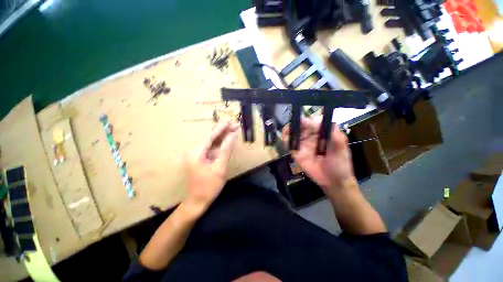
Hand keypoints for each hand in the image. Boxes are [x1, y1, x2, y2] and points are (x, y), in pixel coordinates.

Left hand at [185, 122, 238, 209]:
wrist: (198, 201)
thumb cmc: (209, 186)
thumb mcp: (220, 168)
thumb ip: (226, 150)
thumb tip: (232, 135)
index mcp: (196, 152)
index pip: (210, 136)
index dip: (221, 128)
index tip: (230, 121)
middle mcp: (194, 151)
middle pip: (210, 137)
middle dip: (223, 131)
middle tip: (235, 126)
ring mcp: (196, 155)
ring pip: (211, 142)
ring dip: (222, 136)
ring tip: (233, 130)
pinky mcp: (200, 158)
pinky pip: (211, 148)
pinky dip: (220, 144)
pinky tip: (227, 140)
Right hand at [282, 117, 356, 196]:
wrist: (334, 181)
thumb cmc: (340, 163)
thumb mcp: (341, 146)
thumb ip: (333, 133)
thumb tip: (319, 120)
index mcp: (321, 133)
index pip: (312, 123)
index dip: (305, 121)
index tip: (300, 121)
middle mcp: (311, 137)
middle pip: (300, 127)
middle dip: (294, 124)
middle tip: (290, 126)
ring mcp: (303, 145)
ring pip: (293, 135)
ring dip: (288, 131)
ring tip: (286, 132)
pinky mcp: (297, 154)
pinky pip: (290, 145)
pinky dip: (286, 141)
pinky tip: (286, 140)